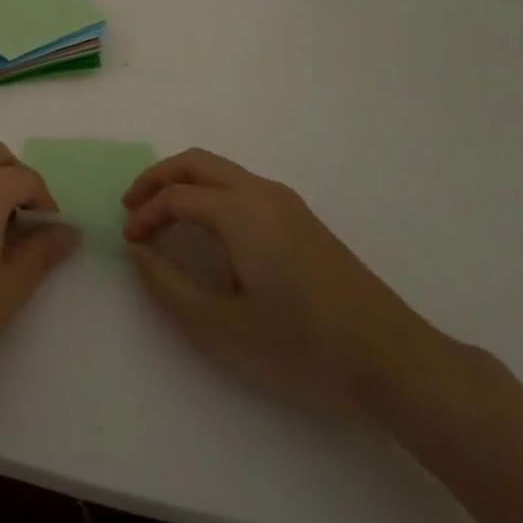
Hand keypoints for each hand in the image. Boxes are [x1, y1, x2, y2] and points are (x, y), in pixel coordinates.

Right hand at [121, 149, 444, 414]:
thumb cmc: (304, 345)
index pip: (176, 198)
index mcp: (240, 211)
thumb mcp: (225, 328)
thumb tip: (140, 254)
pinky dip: (209, 192)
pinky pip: (240, 185)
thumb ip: (170, 288)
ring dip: (184, 183)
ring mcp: (285, 201)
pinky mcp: (300, 217)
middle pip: (195, 163)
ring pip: (220, 170)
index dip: (145, 216)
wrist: (393, 359)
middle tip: (133, 207)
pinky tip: (206, 228)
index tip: (128, 243)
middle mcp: (261, 192)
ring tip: (162, 215)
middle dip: (157, 179)